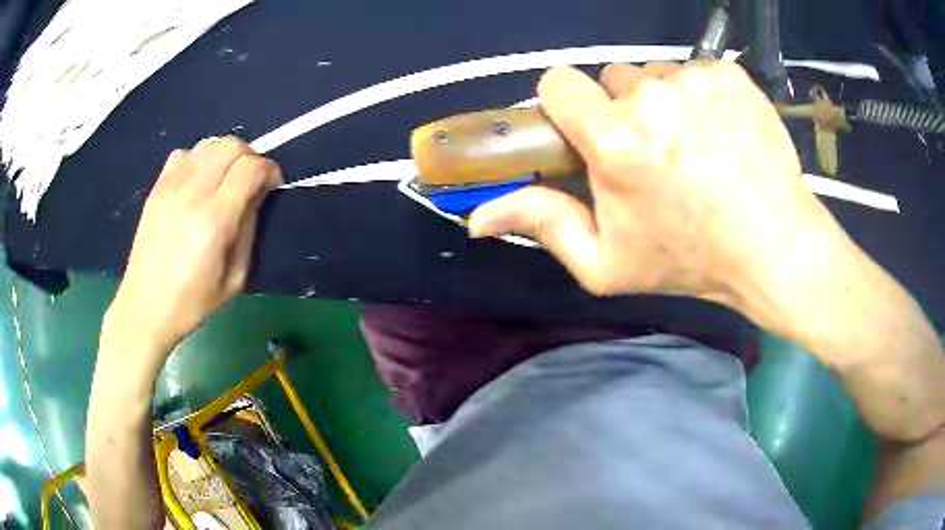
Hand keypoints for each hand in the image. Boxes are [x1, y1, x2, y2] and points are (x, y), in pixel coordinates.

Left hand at [105, 137, 281, 357]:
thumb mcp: (235, 278)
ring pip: (209, 144)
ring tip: (226, 179)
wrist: (144, 308)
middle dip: (250, 157)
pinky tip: (199, 182)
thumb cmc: (192, 303)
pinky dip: (200, 159)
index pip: (249, 168)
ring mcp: (170, 187)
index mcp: (213, 222)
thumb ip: (249, 229)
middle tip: (252, 180)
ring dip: (226, 156)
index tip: (273, 184)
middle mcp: (191, 195)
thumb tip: (258, 194)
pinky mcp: (156, 188)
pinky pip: (185, 153)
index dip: (269, 169)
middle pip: (231, 145)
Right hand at [469, 62, 842, 307]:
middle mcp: (651, 96)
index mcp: (615, 140)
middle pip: (611, 79)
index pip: (558, 84)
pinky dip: (701, 96)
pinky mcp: (730, 74)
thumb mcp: (607, 262)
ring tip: (694, 146)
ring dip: (663, 102)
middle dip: (622, 110)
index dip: (567, 107)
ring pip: (656, 74)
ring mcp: (696, 80)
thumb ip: (542, 226)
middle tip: (654, 153)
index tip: (588, 133)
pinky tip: (721, 133)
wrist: (773, 245)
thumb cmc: (690, 259)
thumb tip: (477, 216)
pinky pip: (696, 71)